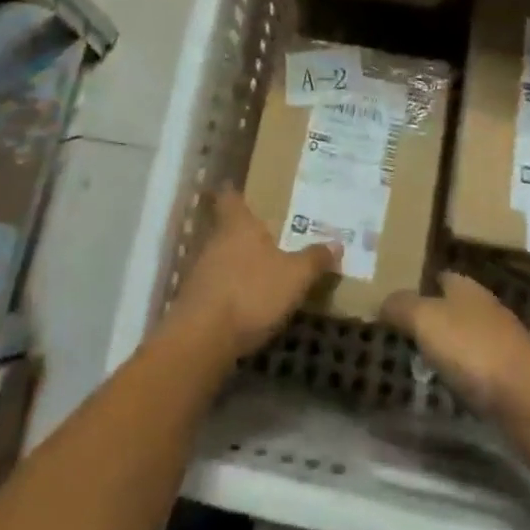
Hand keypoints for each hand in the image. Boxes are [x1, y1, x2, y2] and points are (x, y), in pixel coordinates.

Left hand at [169, 188, 338, 359]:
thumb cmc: (251, 292)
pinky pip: (213, 286)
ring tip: (257, 269)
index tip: (240, 189)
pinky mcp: (191, 301)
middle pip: (224, 227)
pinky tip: (243, 301)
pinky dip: (226, 289)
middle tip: (265, 234)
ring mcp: (198, 271)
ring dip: (234, 263)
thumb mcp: (294, 276)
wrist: (202, 339)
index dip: (234, 192)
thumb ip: (314, 259)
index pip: (229, 196)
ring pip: (218, 257)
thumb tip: (337, 243)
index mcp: (237, 224)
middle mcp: (214, 240)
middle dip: (242, 232)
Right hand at [383, 272, 529, 416]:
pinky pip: (475, 367)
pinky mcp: (508, 375)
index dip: (418, 284)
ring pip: (464, 337)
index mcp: (465, 286)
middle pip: (452, 306)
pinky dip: (460, 373)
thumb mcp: (425, 320)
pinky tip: (446, 386)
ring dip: (445, 347)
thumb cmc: (471, 347)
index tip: (395, 300)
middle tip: (400, 332)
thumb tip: (381, 300)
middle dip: (430, 317)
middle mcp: (484, 306)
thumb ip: (400, 306)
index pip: (439, 276)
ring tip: (417, 361)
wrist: (527, 397)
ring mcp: (499, 341)